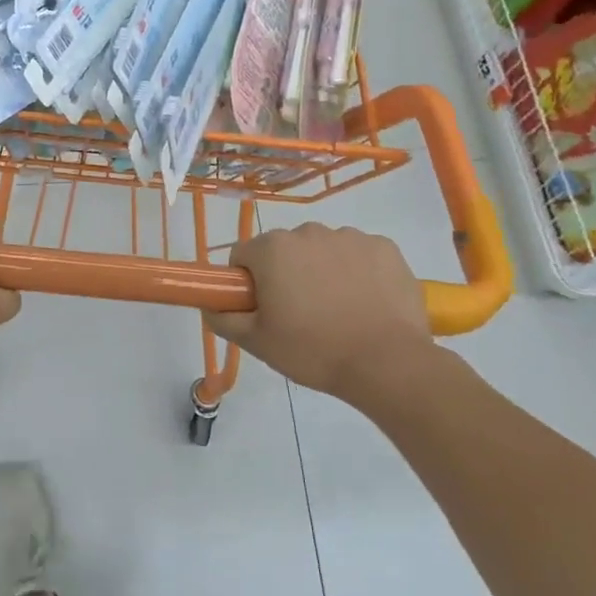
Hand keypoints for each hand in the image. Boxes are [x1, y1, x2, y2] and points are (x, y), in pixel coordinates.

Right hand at [204, 225, 436, 402]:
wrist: (387, 363)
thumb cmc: (313, 350)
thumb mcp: (257, 342)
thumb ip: (224, 319)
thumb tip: (208, 305)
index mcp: (272, 249)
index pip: (243, 256)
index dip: (247, 283)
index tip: (262, 309)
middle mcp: (308, 231)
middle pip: (284, 250)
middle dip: (286, 274)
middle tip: (300, 315)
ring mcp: (350, 236)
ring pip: (322, 250)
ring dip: (322, 271)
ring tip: (338, 313)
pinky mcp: (385, 247)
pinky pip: (359, 254)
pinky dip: (358, 272)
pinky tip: (366, 303)